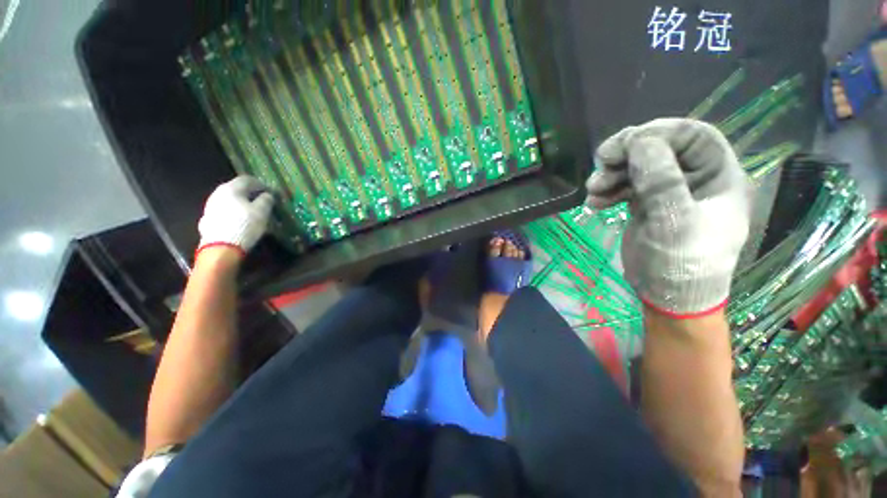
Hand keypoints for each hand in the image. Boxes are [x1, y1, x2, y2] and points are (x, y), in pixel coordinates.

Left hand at [197, 176, 274, 257]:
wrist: (221, 247)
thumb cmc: (244, 225)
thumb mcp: (262, 212)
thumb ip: (266, 200)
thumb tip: (267, 195)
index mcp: (231, 188)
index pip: (247, 179)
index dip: (261, 184)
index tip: (271, 191)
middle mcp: (218, 193)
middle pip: (236, 189)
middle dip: (250, 194)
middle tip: (263, 201)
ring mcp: (211, 206)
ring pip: (230, 200)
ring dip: (242, 203)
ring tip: (253, 212)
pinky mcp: (208, 219)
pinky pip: (225, 211)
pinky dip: (234, 212)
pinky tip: (241, 220)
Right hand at [586, 118, 750, 315]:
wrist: (667, 297)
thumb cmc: (681, 264)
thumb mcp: (674, 223)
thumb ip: (661, 181)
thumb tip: (640, 141)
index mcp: (718, 177)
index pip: (695, 136)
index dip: (660, 133)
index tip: (624, 144)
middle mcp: (695, 179)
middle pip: (661, 148)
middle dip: (628, 153)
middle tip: (600, 162)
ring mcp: (670, 192)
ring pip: (639, 167)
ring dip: (612, 174)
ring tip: (592, 190)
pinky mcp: (647, 205)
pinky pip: (626, 187)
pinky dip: (608, 191)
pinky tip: (594, 203)